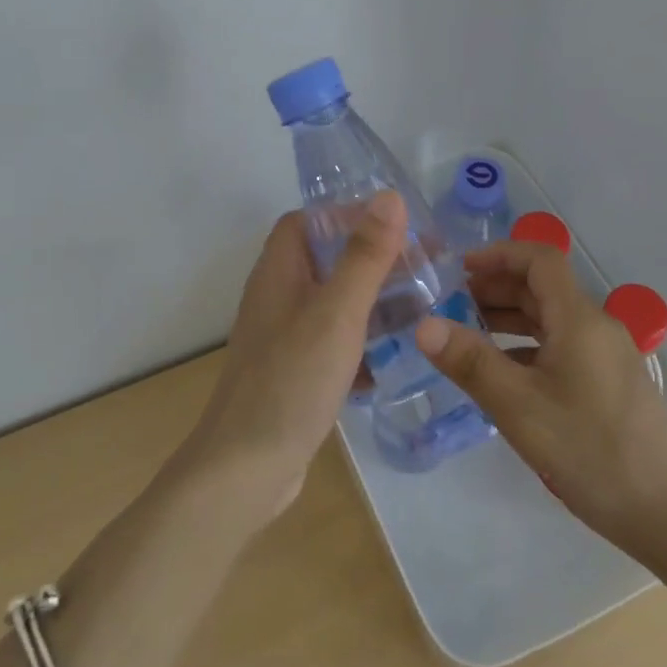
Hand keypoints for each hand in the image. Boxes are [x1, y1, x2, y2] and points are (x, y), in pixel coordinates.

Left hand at [179, 192, 407, 520]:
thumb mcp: (337, 312)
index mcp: (279, 271)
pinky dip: (360, 342)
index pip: (308, 221)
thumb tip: (389, 197)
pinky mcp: (292, 372)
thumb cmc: (291, 380)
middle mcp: (277, 297)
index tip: (395, 226)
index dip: (347, 215)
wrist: (245, 469)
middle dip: (371, 260)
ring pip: (332, 303)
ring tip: (418, 308)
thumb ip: (364, 256)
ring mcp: (282, 337)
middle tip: (421, 268)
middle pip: (325, 259)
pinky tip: (389, 360)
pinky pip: (331, 342)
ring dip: (370, 301)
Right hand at [414, 241, 666, 557]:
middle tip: (450, 305)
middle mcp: (595, 326)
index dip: (499, 254)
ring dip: (508, 317)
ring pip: (550, 318)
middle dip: (495, 287)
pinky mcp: (607, 383)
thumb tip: (423, 325)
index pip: (540, 259)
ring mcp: (604, 355)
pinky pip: (560, 346)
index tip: (458, 269)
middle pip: (542, 287)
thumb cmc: (591, 450)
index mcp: (579, 319)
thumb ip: (471, 363)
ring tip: (465, 334)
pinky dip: (526, 346)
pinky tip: (501, 373)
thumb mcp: (520, 407)